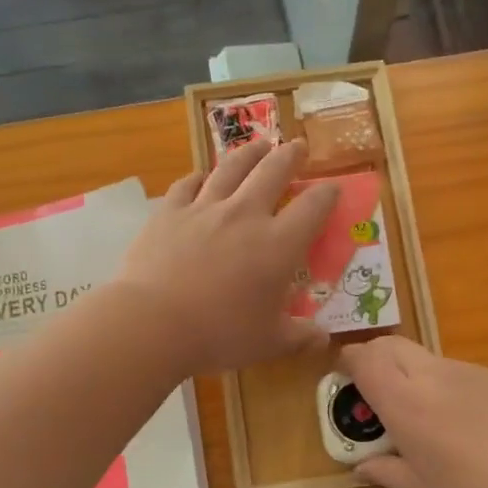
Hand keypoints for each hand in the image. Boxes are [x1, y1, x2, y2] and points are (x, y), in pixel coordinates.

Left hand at [118, 139, 338, 375]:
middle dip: (291, 156)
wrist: (154, 322)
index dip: (328, 193)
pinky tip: (201, 176)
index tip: (333, 188)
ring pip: (232, 167)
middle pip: (274, 171)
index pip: (313, 207)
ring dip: (250, 153)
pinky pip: (187, 184)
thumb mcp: (269, 343)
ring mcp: (204, 208)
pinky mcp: (169, 211)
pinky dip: (199, 177)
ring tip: (260, 145)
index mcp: (279, 245)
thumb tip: (323, 340)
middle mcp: (245, 215)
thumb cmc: (220, 334)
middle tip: (298, 146)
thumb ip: (300, 337)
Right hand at [338, 338, 487, 487]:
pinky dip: (443, 382)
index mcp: (404, 401)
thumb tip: (359, 466)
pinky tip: (463, 418)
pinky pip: (456, 369)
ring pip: (424, 356)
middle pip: (390, 344)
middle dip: (374, 356)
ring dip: (409, 370)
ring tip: (421, 410)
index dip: (348, 361)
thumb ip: (384, 472)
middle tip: (373, 386)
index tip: (344, 376)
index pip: (364, 358)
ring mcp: (466, 369)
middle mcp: (430, 375)